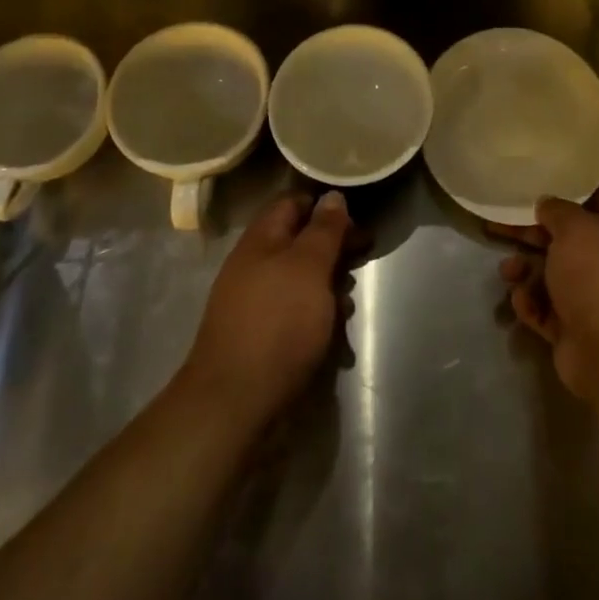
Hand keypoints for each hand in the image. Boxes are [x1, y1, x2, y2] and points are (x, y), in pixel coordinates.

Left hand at [181, 191, 353, 428]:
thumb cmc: (278, 323)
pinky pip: (295, 316)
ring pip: (301, 282)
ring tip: (349, 308)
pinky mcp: (261, 338)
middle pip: (300, 243)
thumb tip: (332, 196)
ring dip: (330, 289)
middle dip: (334, 250)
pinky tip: (336, 342)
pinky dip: (318, 322)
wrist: (234, 403)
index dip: (325, 205)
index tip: (357, 217)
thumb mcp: (309, 267)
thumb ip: (324, 230)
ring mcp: (256, 304)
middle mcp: (255, 266)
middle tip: (364, 257)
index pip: (293, 203)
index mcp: (261, 240)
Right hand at [496, 185, 598, 399]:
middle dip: (534, 232)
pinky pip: (547, 307)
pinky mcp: (576, 327)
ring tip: (507, 272)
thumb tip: (547, 205)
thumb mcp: (574, 228)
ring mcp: (595, 296)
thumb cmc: (598, 276)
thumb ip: (556, 210)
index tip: (548, 185)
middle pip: (569, 237)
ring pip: (553, 273)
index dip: (579, 189)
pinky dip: (532, 303)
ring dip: (526, 270)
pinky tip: (522, 301)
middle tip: (500, 226)